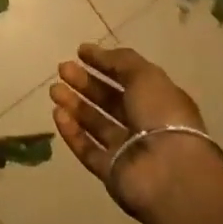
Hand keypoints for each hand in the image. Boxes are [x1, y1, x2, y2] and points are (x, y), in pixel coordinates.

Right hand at [49, 43, 222, 222]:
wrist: (168, 172)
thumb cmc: (161, 116)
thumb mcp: (145, 76)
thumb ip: (119, 61)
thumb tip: (93, 51)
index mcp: (159, 101)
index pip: (128, 79)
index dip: (105, 64)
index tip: (80, 52)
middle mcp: (144, 124)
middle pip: (109, 101)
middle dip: (85, 83)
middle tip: (62, 69)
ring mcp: (127, 149)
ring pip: (96, 124)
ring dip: (75, 105)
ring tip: (54, 89)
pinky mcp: (111, 171)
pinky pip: (88, 149)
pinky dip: (72, 132)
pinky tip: (57, 114)